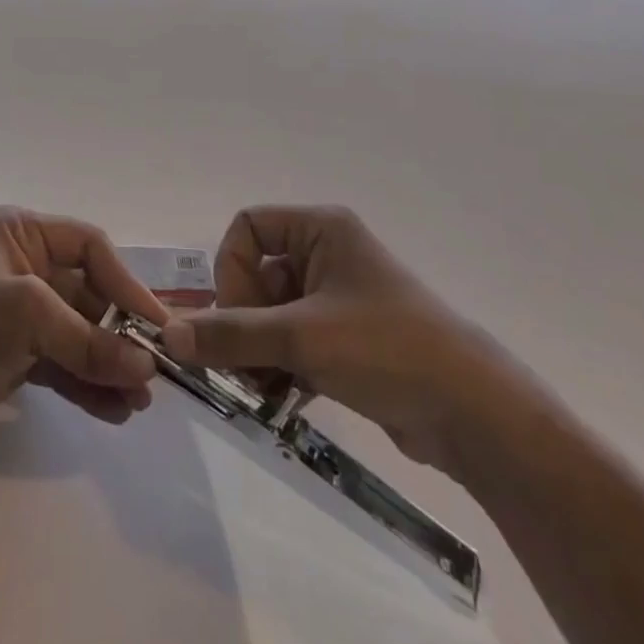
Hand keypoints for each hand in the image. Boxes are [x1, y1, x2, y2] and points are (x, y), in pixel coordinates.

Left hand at [0, 207, 170, 458]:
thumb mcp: (27, 318)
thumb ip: (89, 342)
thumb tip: (147, 368)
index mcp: (22, 233)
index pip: (90, 247)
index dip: (125, 283)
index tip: (155, 324)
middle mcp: (25, 265)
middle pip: (89, 294)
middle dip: (120, 333)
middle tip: (153, 372)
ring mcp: (22, 313)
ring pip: (81, 333)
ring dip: (109, 364)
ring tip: (139, 402)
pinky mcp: (18, 355)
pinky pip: (65, 363)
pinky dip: (89, 384)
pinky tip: (115, 411)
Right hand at [161, 205, 512, 477]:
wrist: (475, 414)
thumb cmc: (386, 349)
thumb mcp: (301, 338)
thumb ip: (230, 335)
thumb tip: (168, 334)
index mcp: (321, 229)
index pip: (248, 228)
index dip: (232, 270)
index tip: (240, 316)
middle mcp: (327, 253)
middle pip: (256, 273)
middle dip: (244, 320)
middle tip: (247, 364)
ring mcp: (339, 297)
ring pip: (272, 311)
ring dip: (259, 348)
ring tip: (265, 386)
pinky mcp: (348, 337)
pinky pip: (294, 338)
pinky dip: (281, 363)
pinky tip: (285, 396)